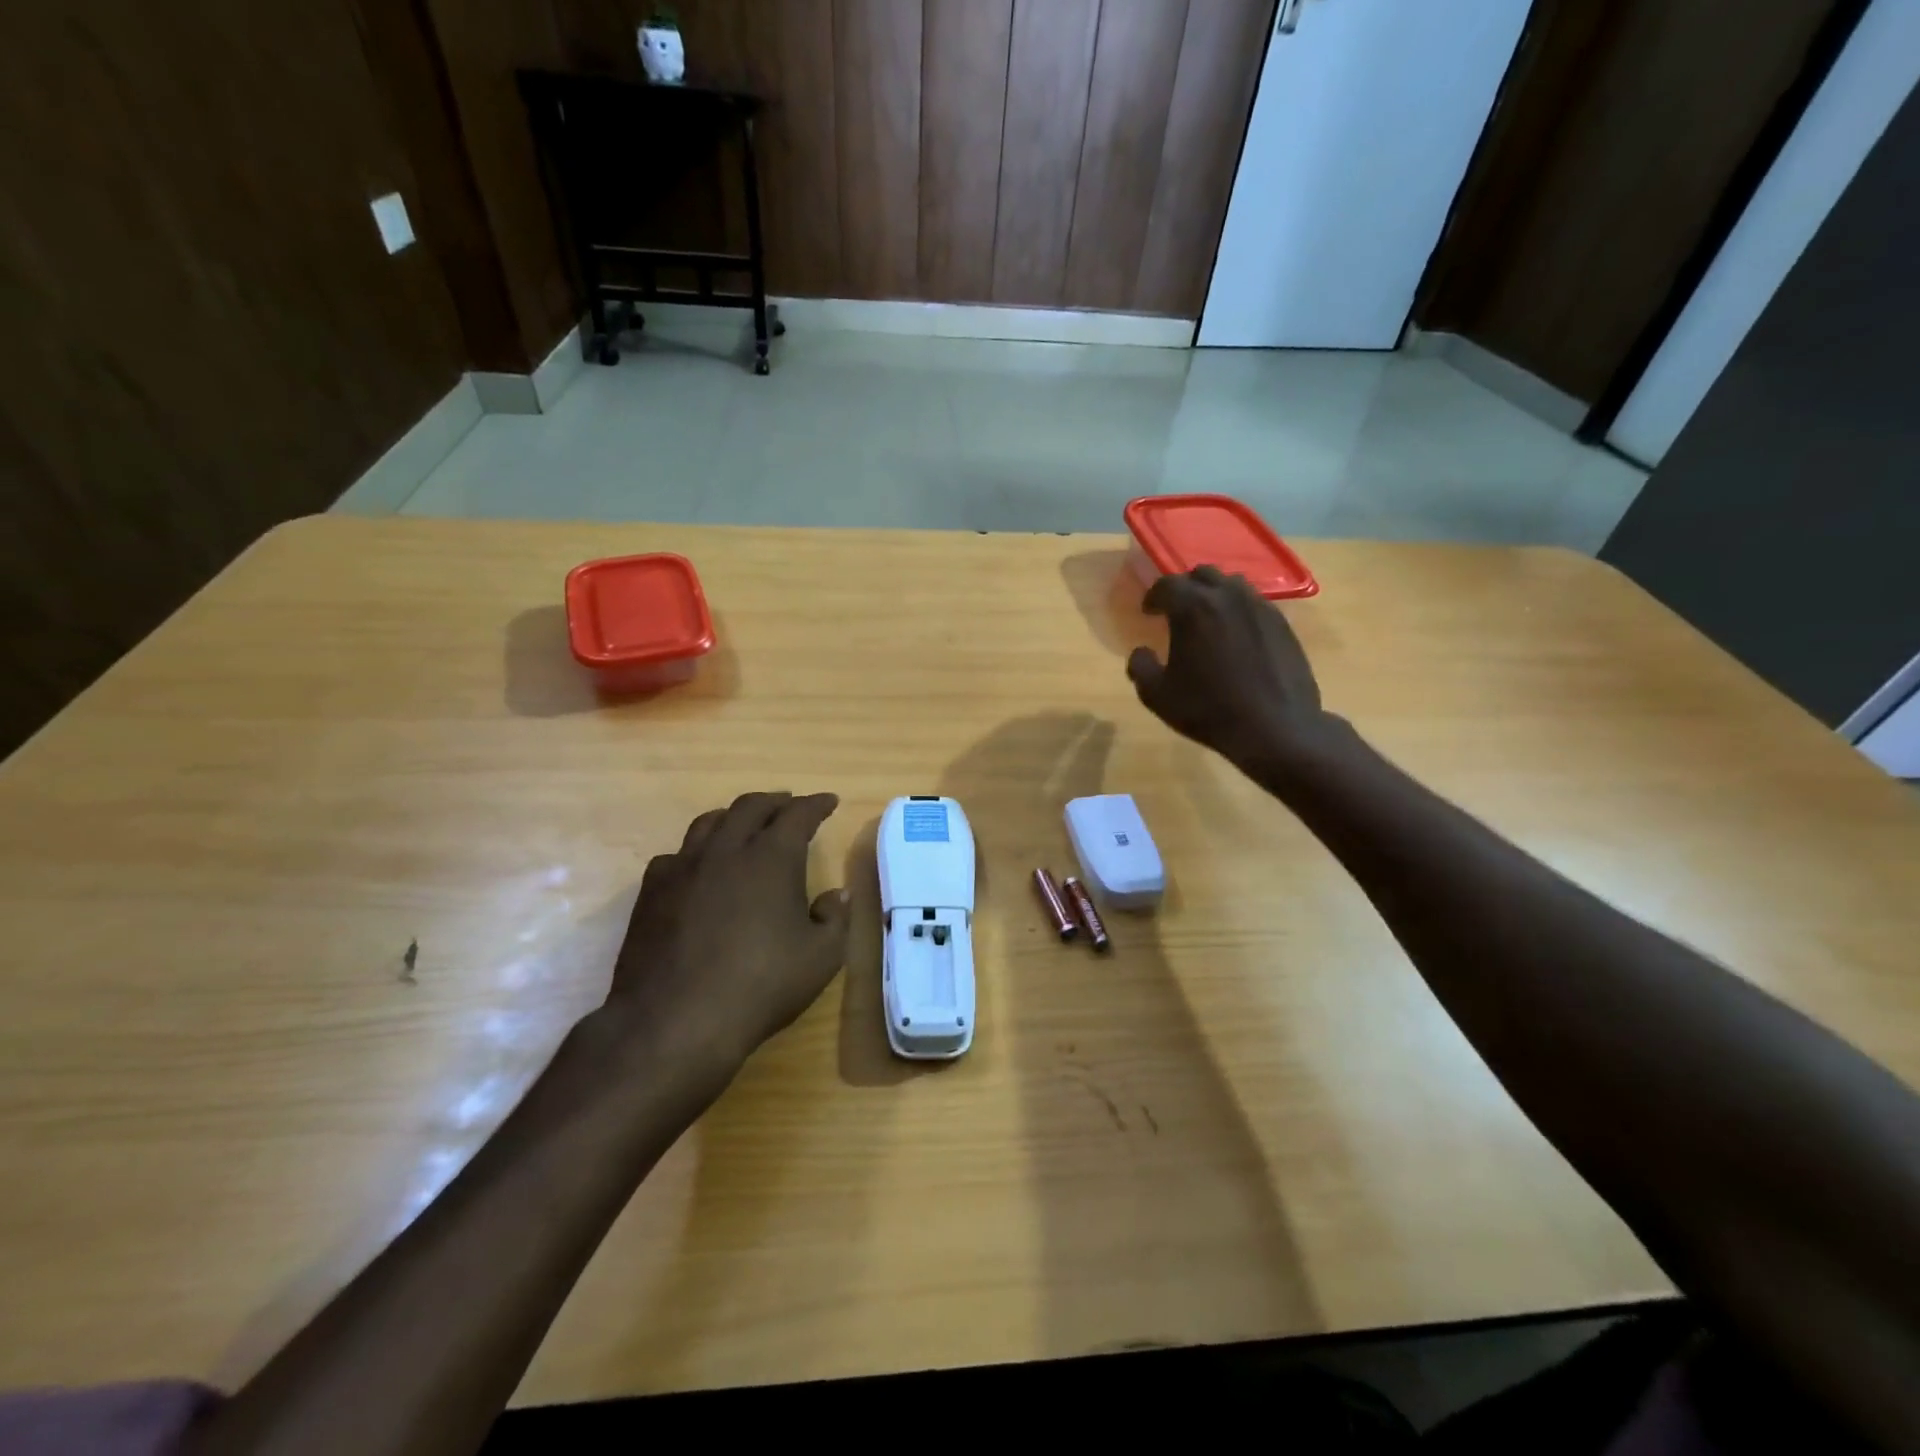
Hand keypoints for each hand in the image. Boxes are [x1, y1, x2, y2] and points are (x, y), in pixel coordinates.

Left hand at [608, 792, 850, 1075]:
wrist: (674, 1021)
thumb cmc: (759, 986)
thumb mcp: (820, 958)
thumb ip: (834, 918)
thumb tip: (836, 894)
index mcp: (771, 857)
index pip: (798, 814)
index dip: (816, 805)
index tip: (829, 801)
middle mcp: (726, 849)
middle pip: (751, 807)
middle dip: (776, 802)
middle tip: (790, 805)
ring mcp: (683, 867)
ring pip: (710, 822)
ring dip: (734, 816)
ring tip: (746, 824)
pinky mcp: (652, 891)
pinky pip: (677, 854)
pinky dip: (698, 850)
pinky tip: (700, 867)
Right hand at [1127, 566, 1336, 777]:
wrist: (1274, 727)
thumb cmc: (1208, 710)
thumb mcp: (1157, 695)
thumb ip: (1140, 667)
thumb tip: (1141, 652)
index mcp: (1193, 608)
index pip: (1167, 585)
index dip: (1153, 596)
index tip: (1148, 612)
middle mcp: (1227, 596)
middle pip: (1202, 575)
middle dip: (1185, 588)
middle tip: (1177, 611)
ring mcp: (1259, 607)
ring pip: (1232, 585)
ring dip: (1214, 595)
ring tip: (1208, 619)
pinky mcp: (1281, 623)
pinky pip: (1254, 604)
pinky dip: (1238, 611)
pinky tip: (1236, 637)